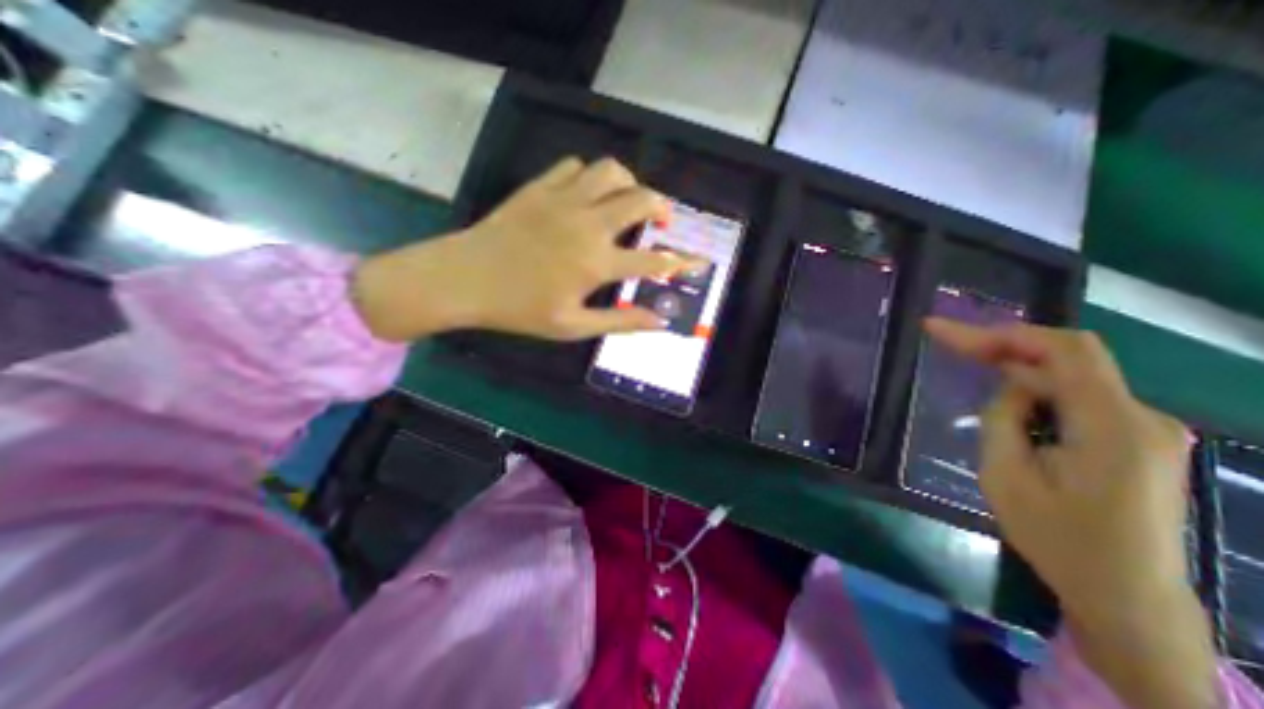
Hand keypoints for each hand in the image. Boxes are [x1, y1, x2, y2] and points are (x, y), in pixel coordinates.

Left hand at [350, 154, 693, 344]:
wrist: (465, 279)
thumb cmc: (520, 309)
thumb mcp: (573, 326)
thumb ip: (619, 321)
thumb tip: (659, 323)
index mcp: (597, 262)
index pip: (653, 261)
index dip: (679, 262)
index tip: (696, 261)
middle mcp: (588, 224)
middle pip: (640, 199)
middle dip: (660, 207)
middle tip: (660, 221)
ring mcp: (563, 200)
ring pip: (611, 171)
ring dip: (628, 183)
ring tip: (626, 202)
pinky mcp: (539, 187)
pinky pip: (574, 166)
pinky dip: (590, 177)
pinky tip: (586, 195)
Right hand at [927, 319, 1212, 708]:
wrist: (1127, 597)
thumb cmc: (1058, 539)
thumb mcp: (1006, 475)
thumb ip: (1005, 417)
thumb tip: (1012, 382)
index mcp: (1111, 426)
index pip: (1062, 350)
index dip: (1000, 332)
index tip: (942, 329)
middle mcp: (1141, 417)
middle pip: (1067, 357)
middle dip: (1001, 344)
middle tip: (945, 340)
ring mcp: (1145, 428)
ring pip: (1071, 376)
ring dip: (1017, 366)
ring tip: (967, 363)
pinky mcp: (1136, 439)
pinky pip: (1079, 396)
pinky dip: (1036, 386)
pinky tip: (1007, 395)